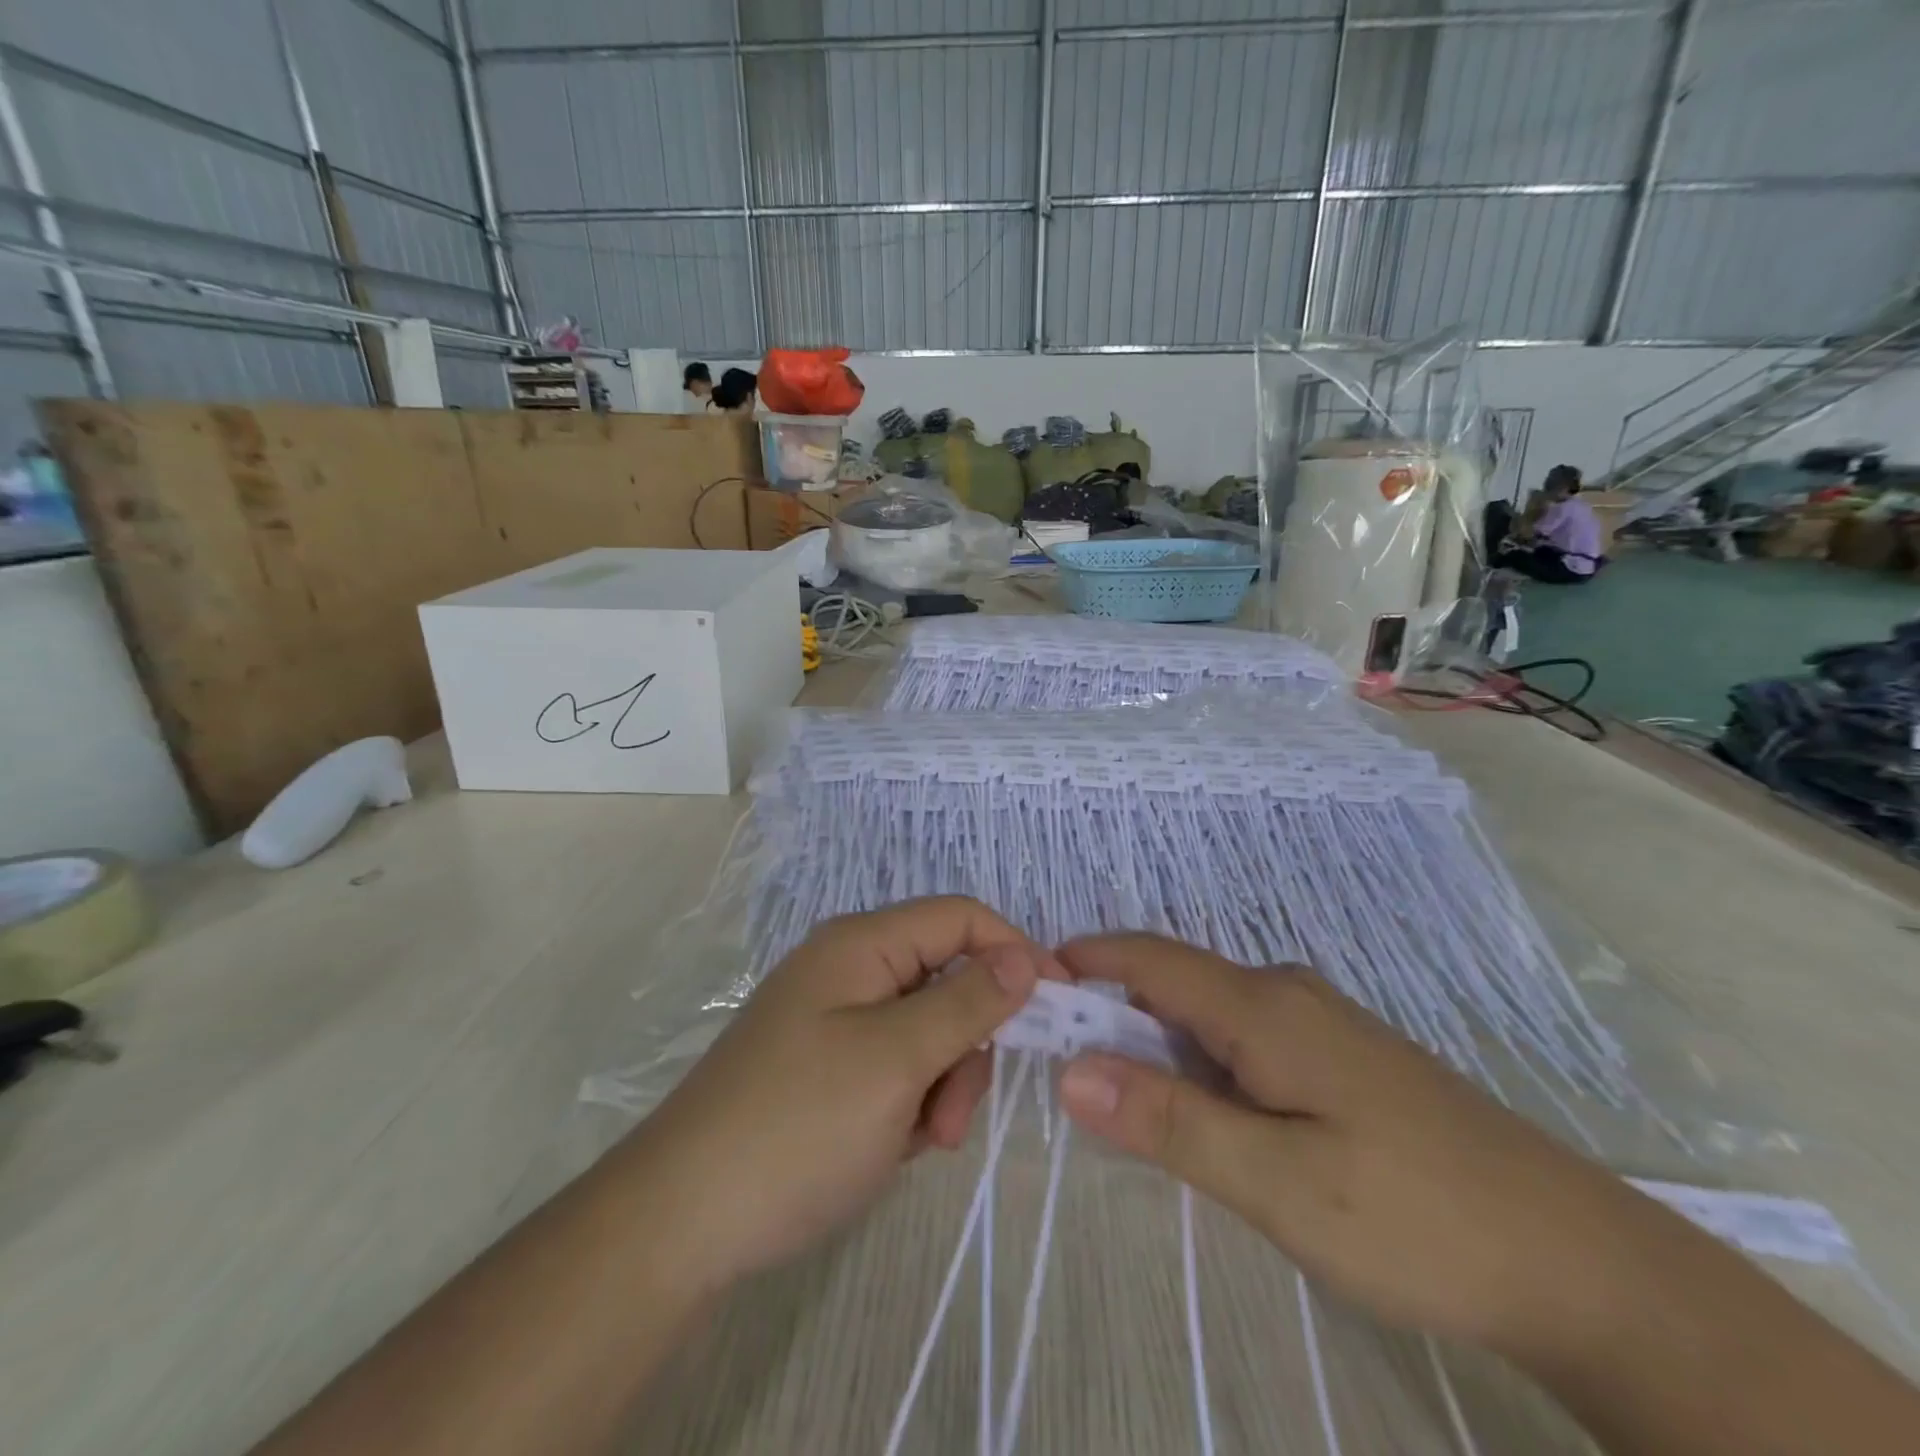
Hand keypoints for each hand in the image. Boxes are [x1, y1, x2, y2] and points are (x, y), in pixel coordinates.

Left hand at [616, 897, 1055, 1293]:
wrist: (680, 1222)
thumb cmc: (798, 1126)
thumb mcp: (896, 1061)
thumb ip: (966, 1003)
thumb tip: (1022, 957)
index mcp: (861, 944)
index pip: (960, 918)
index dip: (1014, 950)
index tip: (1057, 1005)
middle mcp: (849, 968)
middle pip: (946, 978)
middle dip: (967, 1042)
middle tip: (953, 1113)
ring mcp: (835, 1019)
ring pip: (927, 1029)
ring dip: (941, 1082)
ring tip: (920, 1140)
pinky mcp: (826, 1065)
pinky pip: (896, 1065)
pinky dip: (910, 1102)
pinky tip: (890, 1145)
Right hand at [1054, 933, 1648, 1352]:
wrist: (1578, 1260)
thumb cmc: (1415, 1217)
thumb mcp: (1277, 1184)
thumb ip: (1169, 1119)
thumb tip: (1071, 1071)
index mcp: (1262, 1007)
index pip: (1148, 957)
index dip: (1083, 961)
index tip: (1027, 988)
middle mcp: (1284, 993)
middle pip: (1173, 981)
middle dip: (1110, 1010)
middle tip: (1062, 1066)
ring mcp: (1318, 1022)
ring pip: (1208, 1012)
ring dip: (1155, 1040)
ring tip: (1121, 1098)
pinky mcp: (1339, 1055)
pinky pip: (1243, 1036)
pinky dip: (1199, 1059)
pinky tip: (1207, 1113)